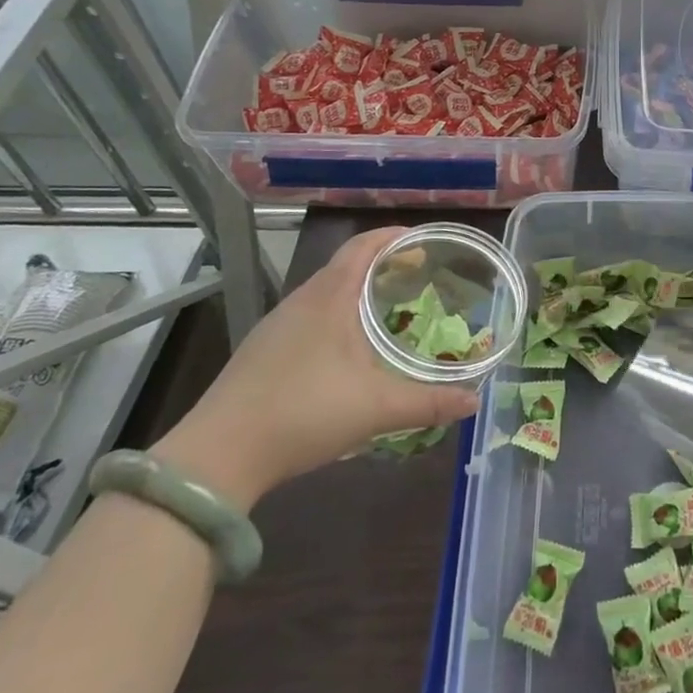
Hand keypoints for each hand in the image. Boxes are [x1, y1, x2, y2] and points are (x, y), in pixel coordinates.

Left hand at [154, 227, 479, 507]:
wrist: (217, 456)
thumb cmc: (304, 412)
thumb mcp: (377, 408)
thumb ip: (430, 402)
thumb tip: (474, 400)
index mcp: (329, 297)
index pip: (364, 246)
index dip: (395, 236)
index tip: (425, 241)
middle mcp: (301, 301)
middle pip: (346, 266)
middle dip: (384, 266)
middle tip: (420, 278)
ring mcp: (276, 327)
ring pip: (326, 294)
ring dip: (358, 293)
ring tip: (390, 311)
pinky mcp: (261, 353)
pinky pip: (309, 318)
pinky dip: (337, 317)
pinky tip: (349, 351)